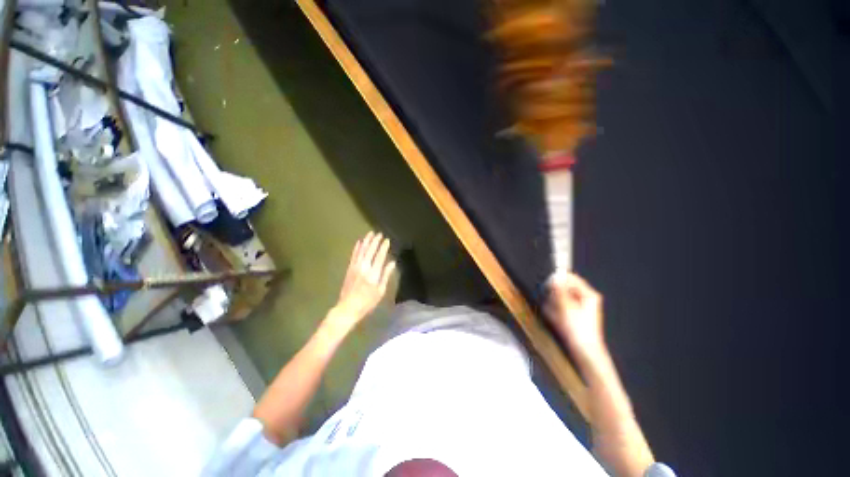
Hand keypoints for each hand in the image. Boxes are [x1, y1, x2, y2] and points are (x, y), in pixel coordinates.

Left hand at [331, 232, 395, 328]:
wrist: (348, 308)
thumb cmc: (367, 302)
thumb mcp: (380, 291)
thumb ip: (386, 276)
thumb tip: (392, 263)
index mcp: (373, 274)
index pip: (380, 256)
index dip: (383, 247)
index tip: (387, 240)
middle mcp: (364, 267)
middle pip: (370, 251)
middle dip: (375, 241)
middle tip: (379, 234)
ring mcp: (355, 267)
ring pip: (361, 251)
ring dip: (366, 241)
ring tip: (370, 233)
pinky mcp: (349, 269)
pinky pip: (353, 255)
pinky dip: (356, 248)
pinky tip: (359, 242)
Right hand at [545, 272, 606, 359]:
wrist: (584, 352)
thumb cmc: (577, 329)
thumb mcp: (566, 307)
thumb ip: (560, 290)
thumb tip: (555, 276)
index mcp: (588, 294)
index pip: (571, 277)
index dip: (558, 280)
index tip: (547, 287)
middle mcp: (586, 298)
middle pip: (565, 287)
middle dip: (555, 294)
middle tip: (551, 304)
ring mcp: (581, 306)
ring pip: (561, 297)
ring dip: (554, 303)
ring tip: (553, 314)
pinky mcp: (575, 314)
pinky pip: (561, 306)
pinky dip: (556, 310)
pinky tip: (555, 319)